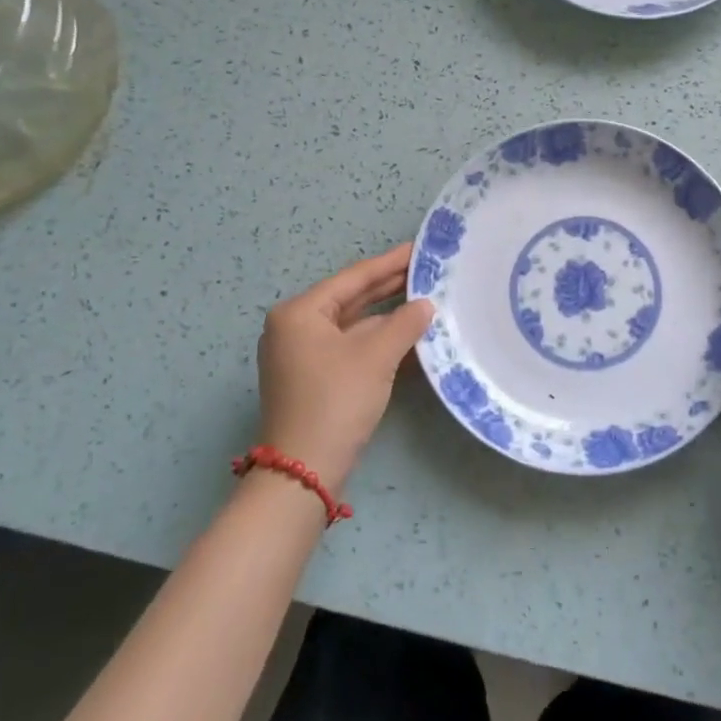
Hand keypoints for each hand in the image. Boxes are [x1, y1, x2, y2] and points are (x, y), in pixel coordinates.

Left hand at [255, 245, 433, 494]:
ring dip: (385, 315)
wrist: (303, 471)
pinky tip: (406, 333)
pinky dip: (376, 339)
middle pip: (350, 299)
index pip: (353, 279)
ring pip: (351, 324)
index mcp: (300, 313)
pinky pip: (348, 346)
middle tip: (426, 270)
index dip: (389, 263)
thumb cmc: (336, 401)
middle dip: (388, 287)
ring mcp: (301, 354)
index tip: (418, 248)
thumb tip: (425, 304)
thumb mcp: (376, 357)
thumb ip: (404, 323)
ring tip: (423, 298)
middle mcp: (294, 328)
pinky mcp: (312, 378)